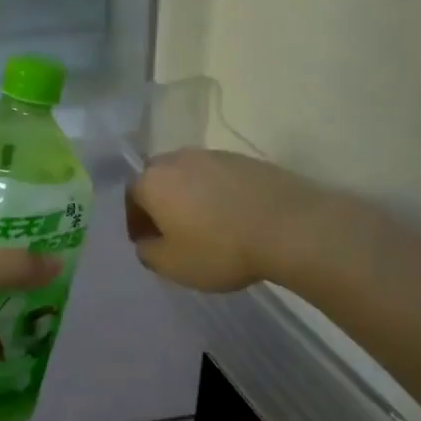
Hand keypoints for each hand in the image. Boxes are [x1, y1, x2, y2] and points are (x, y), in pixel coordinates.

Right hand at [125, 149, 318, 291]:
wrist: (291, 228)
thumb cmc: (219, 249)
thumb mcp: (171, 265)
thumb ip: (148, 252)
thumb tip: (147, 241)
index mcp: (152, 180)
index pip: (130, 197)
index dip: (135, 222)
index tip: (147, 243)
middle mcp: (178, 158)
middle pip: (159, 179)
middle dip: (160, 203)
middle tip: (172, 232)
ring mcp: (215, 155)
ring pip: (190, 176)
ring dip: (189, 196)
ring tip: (205, 225)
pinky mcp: (247, 160)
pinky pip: (219, 178)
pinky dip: (217, 194)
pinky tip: (232, 217)